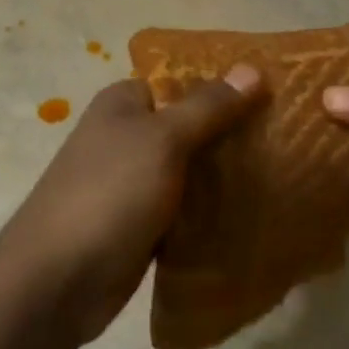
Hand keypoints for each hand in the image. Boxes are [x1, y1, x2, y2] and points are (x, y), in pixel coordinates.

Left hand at [0, 66, 264, 348]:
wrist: (58, 280)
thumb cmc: (109, 195)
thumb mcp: (162, 140)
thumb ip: (208, 107)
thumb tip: (253, 69)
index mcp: (123, 105)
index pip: (182, 81)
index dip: (225, 86)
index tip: (275, 95)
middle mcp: (126, 138)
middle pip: (191, 127)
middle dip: (234, 134)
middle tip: (290, 139)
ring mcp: (133, 184)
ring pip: (192, 172)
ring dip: (227, 177)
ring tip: (286, 175)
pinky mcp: (142, 225)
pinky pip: (186, 210)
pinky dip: (211, 213)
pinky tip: (253, 214)